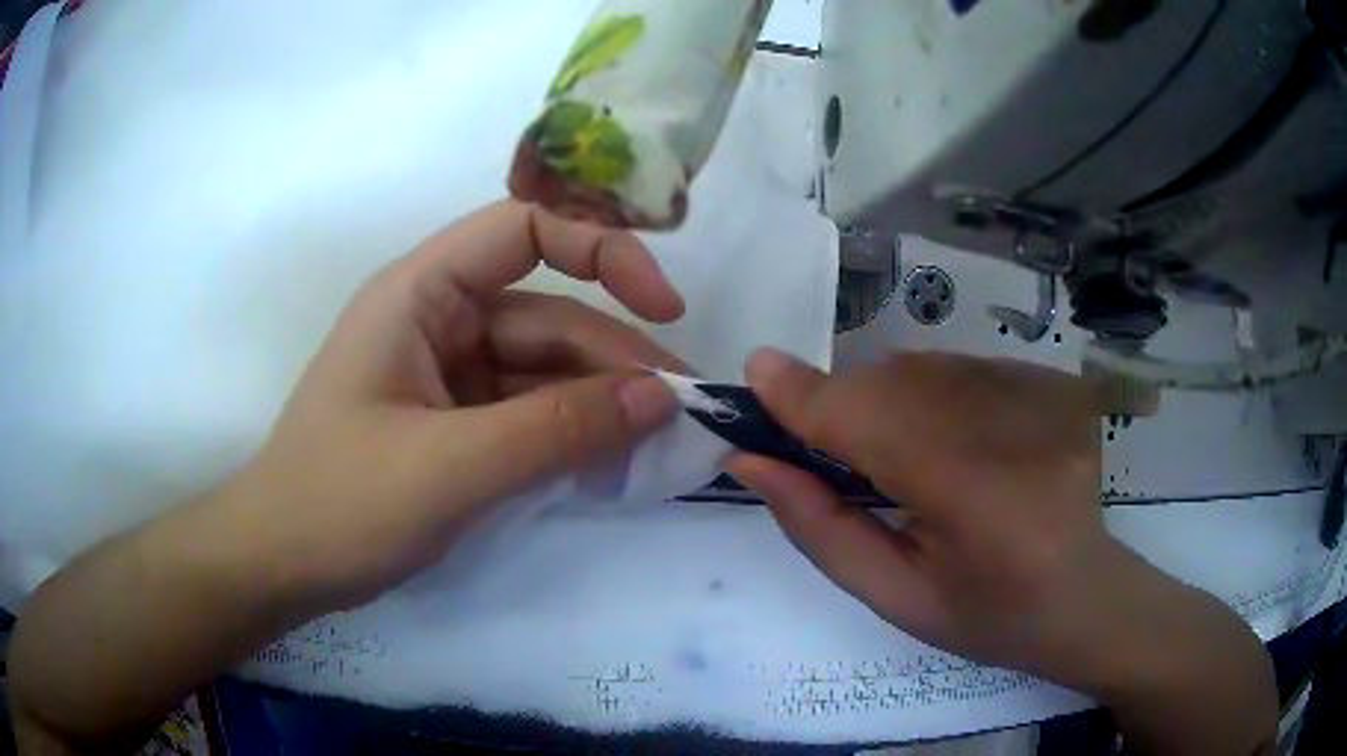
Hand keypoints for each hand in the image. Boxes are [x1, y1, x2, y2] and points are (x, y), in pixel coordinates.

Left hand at [209, 200, 687, 612]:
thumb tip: (659, 398)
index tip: (664, 306)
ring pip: (543, 373)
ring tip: (659, 446)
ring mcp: (447, 378)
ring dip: (600, 404)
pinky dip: (570, 436)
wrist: (280, 564)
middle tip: (683, 414)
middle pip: (548, 317)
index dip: (602, 252)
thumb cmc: (340, 504)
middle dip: (616, 360)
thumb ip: (556, 430)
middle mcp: (438, 321)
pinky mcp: (454, 427)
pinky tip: (609, 463)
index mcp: (421, 294)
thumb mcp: (450, 468)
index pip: (524, 230)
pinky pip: (526, 415)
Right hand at [729, 350, 1125, 682]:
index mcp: (977, 502)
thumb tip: (753, 461)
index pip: (874, 427)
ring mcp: (1040, 396)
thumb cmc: (987, 615)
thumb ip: (821, 528)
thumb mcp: (895, 598)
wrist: (1085, 594)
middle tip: (826, 451)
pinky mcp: (1050, 381)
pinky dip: (927, 393)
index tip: (754, 375)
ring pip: (923, 367)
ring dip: (883, 397)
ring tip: (894, 455)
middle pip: (894, 384)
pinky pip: (959, 367)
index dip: (808, 399)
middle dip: (842, 405)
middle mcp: (1013, 430)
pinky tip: (946, 440)